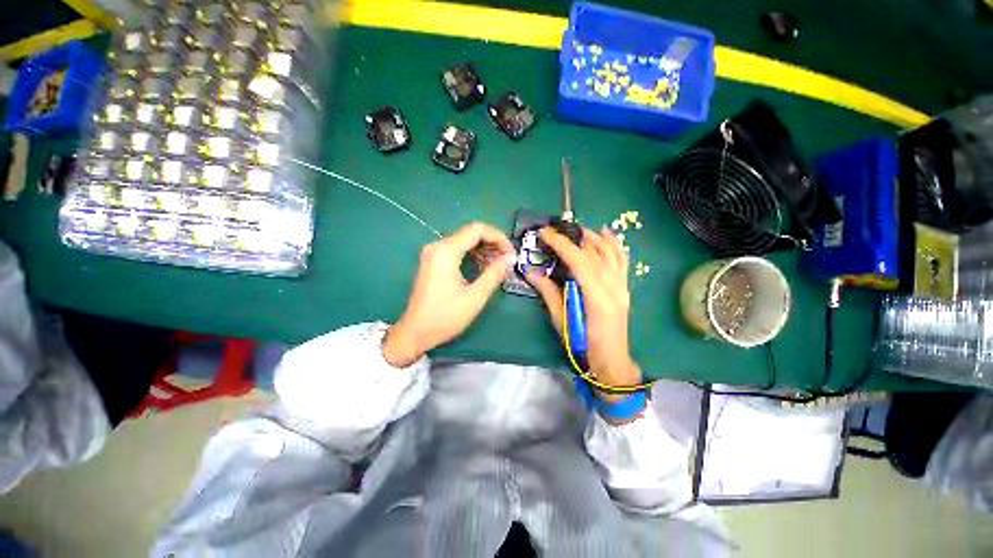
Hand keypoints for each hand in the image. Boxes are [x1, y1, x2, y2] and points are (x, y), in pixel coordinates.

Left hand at [383, 223, 515, 366]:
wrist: (415, 332)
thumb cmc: (445, 316)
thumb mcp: (475, 297)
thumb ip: (494, 274)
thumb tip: (511, 258)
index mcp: (446, 251)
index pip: (477, 230)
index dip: (498, 237)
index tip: (511, 253)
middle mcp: (438, 246)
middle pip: (471, 233)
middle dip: (493, 243)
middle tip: (508, 260)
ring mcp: (434, 253)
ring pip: (465, 241)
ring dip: (484, 250)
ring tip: (499, 265)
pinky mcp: (433, 261)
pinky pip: (457, 250)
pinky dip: (473, 255)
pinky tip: (484, 268)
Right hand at [526, 226, 641, 396]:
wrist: (611, 360)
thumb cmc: (582, 344)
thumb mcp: (560, 320)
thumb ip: (548, 292)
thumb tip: (531, 272)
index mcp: (596, 296)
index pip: (578, 260)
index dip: (561, 243)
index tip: (544, 233)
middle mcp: (612, 286)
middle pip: (594, 252)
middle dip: (574, 236)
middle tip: (556, 230)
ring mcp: (621, 285)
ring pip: (610, 252)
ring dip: (593, 236)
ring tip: (576, 230)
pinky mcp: (624, 287)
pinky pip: (623, 260)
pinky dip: (615, 244)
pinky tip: (607, 233)